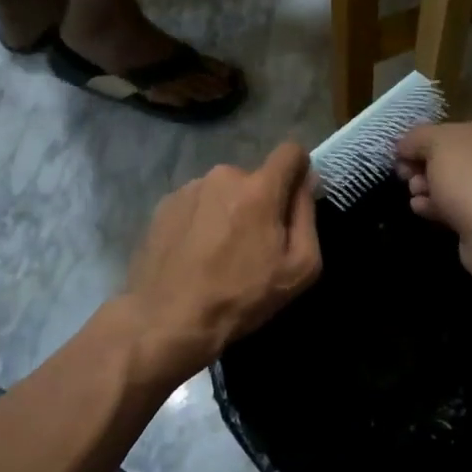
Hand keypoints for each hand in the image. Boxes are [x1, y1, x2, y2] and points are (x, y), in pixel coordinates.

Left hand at [120, 142, 321, 387]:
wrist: (167, 320)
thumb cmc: (241, 297)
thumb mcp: (299, 267)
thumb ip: (306, 216)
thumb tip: (305, 181)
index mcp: (258, 188)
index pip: (290, 151)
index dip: (299, 170)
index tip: (294, 199)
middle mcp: (223, 176)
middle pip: (255, 178)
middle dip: (260, 201)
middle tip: (253, 244)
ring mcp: (189, 188)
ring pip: (224, 190)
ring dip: (229, 210)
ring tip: (219, 252)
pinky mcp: (164, 204)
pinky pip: (197, 202)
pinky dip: (202, 220)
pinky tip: (195, 253)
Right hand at [395, 116, 471, 242]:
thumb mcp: (437, 142)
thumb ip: (417, 137)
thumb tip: (404, 144)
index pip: (467, 126)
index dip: (431, 138)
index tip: (407, 152)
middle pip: (464, 157)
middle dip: (429, 166)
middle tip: (406, 175)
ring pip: (465, 185)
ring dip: (433, 188)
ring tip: (414, 194)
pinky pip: (469, 208)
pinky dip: (444, 207)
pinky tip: (421, 208)